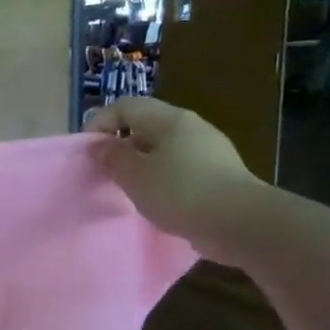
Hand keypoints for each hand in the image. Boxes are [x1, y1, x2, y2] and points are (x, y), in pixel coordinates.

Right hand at [87, 97, 265, 261]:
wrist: (241, 223)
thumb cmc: (180, 192)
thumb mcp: (134, 176)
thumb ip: (113, 157)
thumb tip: (101, 145)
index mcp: (169, 119)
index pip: (126, 106)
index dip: (100, 122)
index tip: (87, 150)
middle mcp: (191, 127)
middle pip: (146, 125)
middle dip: (121, 144)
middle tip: (106, 170)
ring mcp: (210, 150)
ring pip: (164, 148)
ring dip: (142, 164)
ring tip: (129, 188)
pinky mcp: (220, 174)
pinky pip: (181, 167)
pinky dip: (163, 179)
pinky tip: (158, 200)